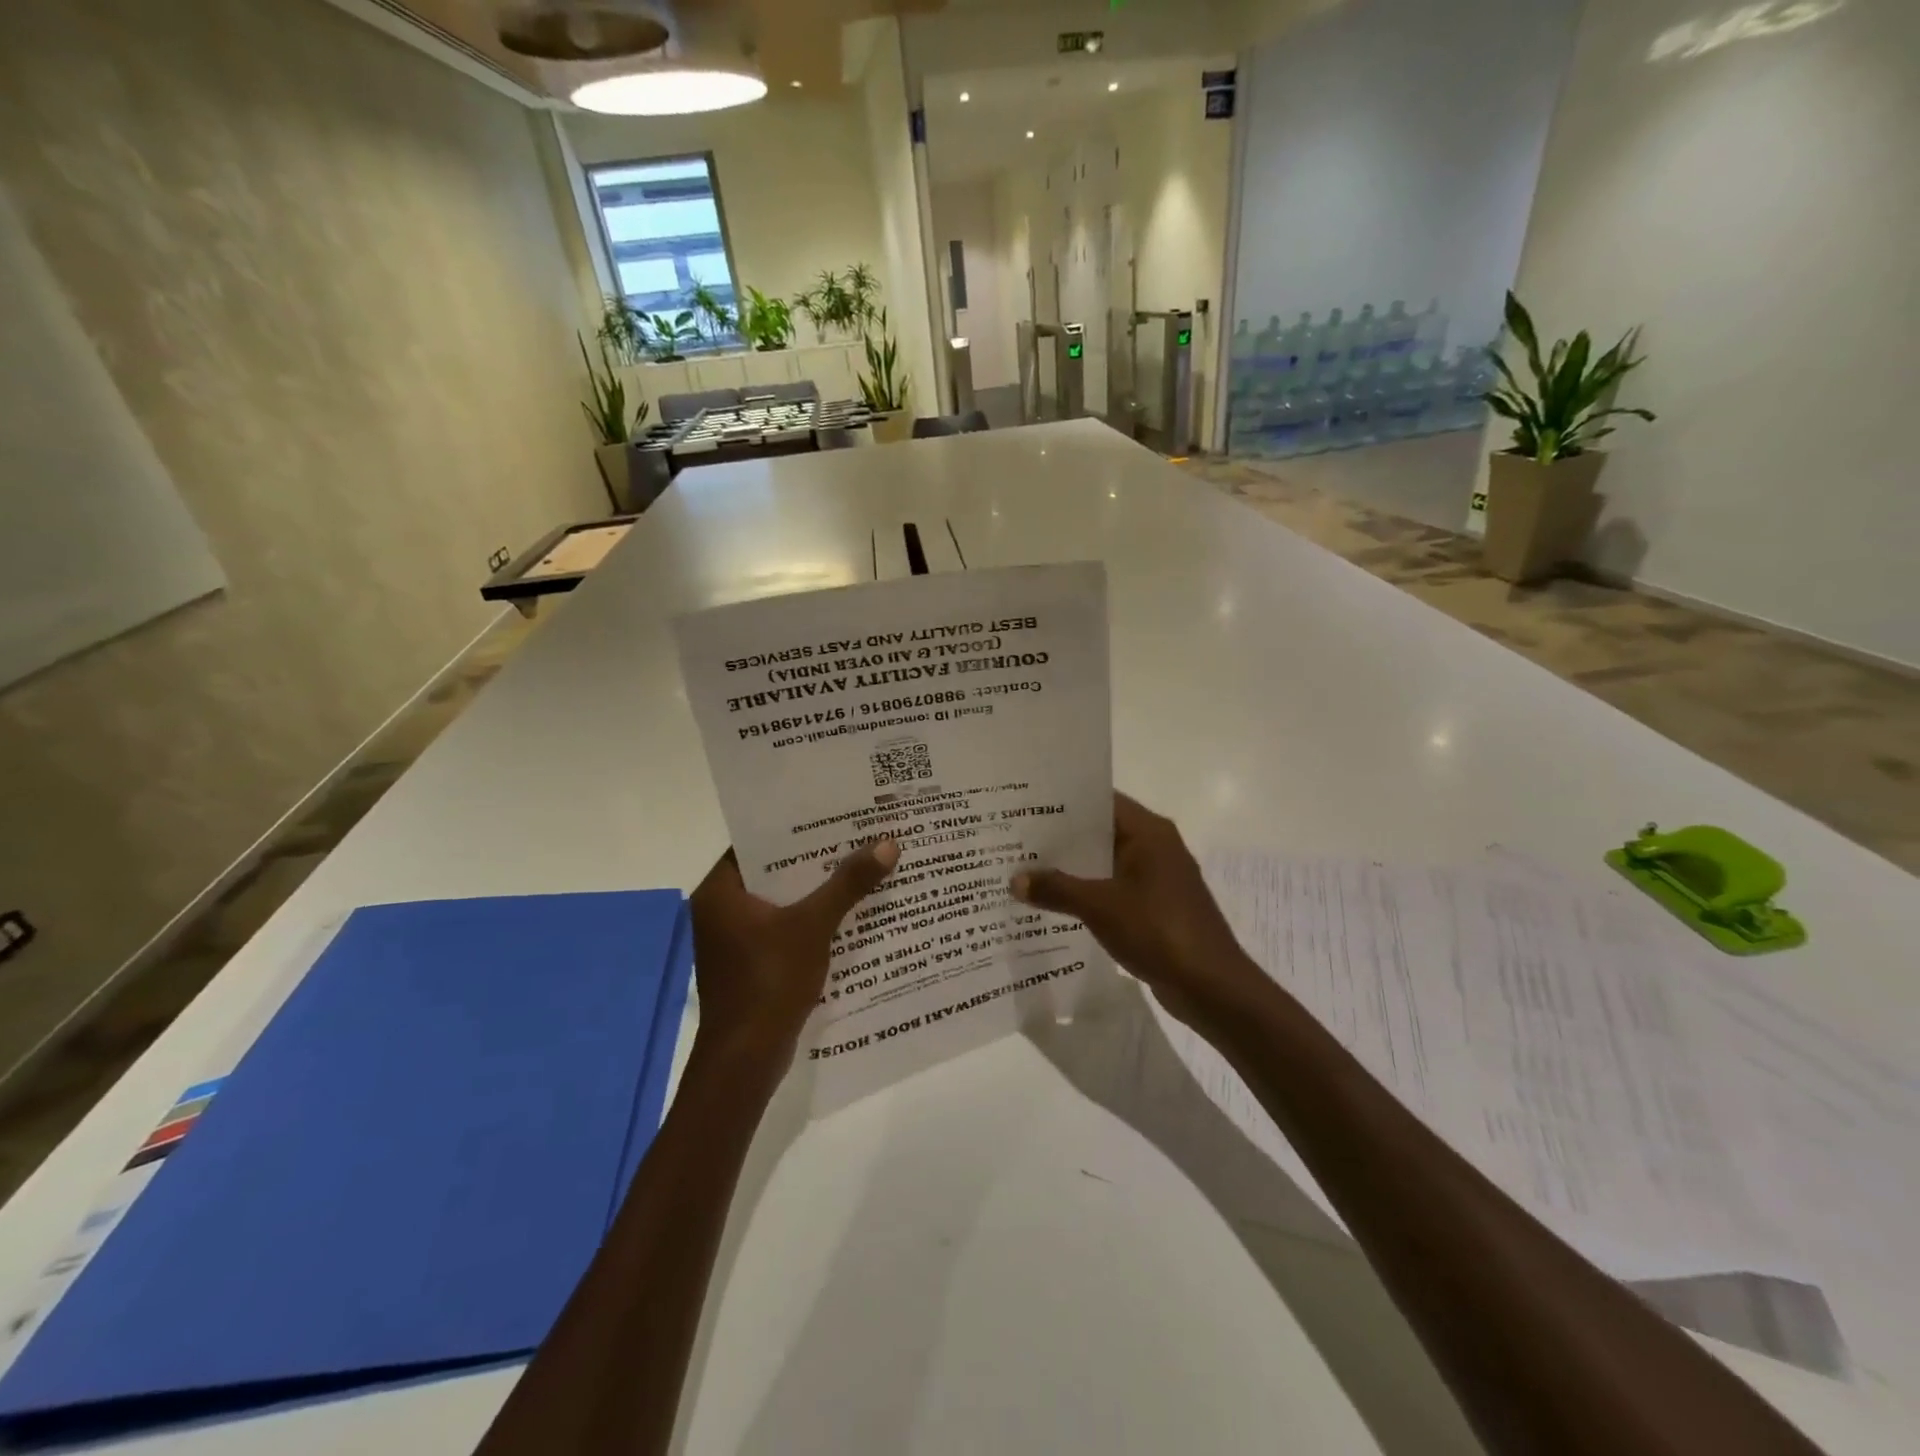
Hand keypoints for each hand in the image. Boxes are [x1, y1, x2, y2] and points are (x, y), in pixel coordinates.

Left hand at [689, 839, 898, 1061]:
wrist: (747, 1059)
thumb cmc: (769, 981)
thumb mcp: (813, 926)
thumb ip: (847, 884)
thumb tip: (887, 844)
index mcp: (720, 892)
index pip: (756, 842)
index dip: (795, 826)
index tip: (832, 812)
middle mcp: (720, 910)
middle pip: (772, 871)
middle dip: (814, 858)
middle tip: (856, 834)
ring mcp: (734, 940)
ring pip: (780, 901)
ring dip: (815, 889)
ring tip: (860, 865)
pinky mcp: (750, 963)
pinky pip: (783, 927)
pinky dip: (810, 918)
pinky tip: (848, 911)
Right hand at [1011, 794, 1263, 1031]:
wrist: (1211, 986)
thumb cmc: (1158, 930)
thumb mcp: (1099, 907)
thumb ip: (1056, 889)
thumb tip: (1015, 880)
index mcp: (1148, 832)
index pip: (1101, 801)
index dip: (1064, 801)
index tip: (1026, 804)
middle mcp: (1155, 846)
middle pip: (1101, 831)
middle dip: (1061, 837)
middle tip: (1017, 838)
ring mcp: (1157, 878)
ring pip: (1106, 862)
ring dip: (1073, 868)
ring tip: (1027, 869)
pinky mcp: (1156, 907)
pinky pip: (1114, 888)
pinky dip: (1088, 892)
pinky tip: (1055, 903)